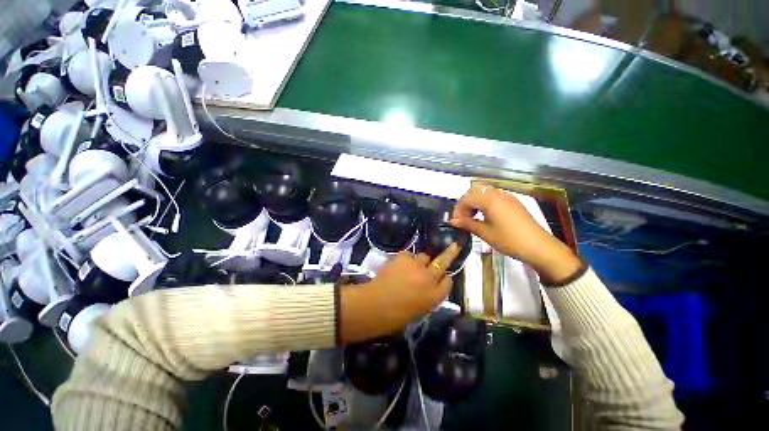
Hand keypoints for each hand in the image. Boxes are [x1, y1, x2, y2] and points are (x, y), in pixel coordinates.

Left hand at [340, 244, 459, 343]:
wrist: (375, 305)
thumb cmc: (395, 316)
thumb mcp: (418, 310)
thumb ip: (426, 296)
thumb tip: (426, 284)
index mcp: (434, 297)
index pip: (448, 283)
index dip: (445, 278)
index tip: (444, 276)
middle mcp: (429, 279)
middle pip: (443, 263)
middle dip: (450, 253)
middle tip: (455, 245)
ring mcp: (417, 266)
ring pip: (424, 257)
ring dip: (420, 261)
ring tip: (409, 267)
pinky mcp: (404, 257)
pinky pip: (409, 254)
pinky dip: (405, 259)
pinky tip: (397, 266)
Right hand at [449, 183, 581, 283]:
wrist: (539, 247)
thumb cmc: (509, 240)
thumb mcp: (485, 233)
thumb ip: (467, 224)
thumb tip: (452, 221)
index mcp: (489, 199)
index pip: (466, 199)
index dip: (457, 210)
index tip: (455, 222)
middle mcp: (497, 193)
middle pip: (474, 192)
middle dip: (465, 204)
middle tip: (462, 219)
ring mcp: (507, 196)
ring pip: (484, 193)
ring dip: (474, 203)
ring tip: (472, 218)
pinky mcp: (513, 202)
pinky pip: (493, 197)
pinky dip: (484, 203)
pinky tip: (485, 217)